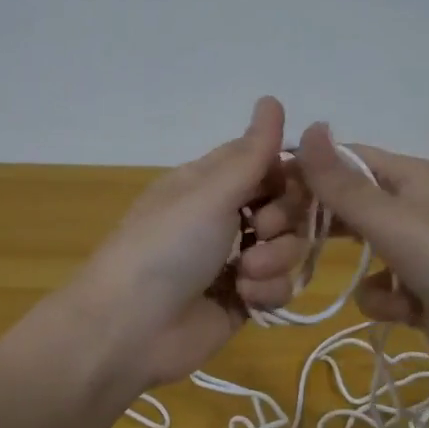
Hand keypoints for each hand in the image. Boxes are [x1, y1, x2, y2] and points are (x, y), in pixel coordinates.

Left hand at [72, 97, 309, 387]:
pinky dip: (268, 291)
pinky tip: (245, 299)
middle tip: (261, 230)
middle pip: (285, 205)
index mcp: (209, 183)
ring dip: (275, 258)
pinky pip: (278, 286)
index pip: (266, 163)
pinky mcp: (242, 301)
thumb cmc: (166, 247)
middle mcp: (224, 217)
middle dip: (284, 218)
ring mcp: (234, 261)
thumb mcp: (209, 193)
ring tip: (247, 273)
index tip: (299, 182)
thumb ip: (251, 153)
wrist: (129, 328)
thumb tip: (272, 98)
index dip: (289, 172)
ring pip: (287, 247)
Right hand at [295, 123, 428, 378]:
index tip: (264, 197)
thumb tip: (308, 125)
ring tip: (319, 277)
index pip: (343, 162)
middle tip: (279, 242)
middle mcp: (411, 208)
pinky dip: (383, 300)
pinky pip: (382, 289)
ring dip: (348, 266)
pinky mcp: (421, 292)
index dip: (304, 173)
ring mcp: (417, 252)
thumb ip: (342, 182)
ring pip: (360, 250)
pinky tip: (398, 309)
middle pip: (348, 206)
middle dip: (316, 223)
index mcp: (407, 177)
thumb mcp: (390, 219)